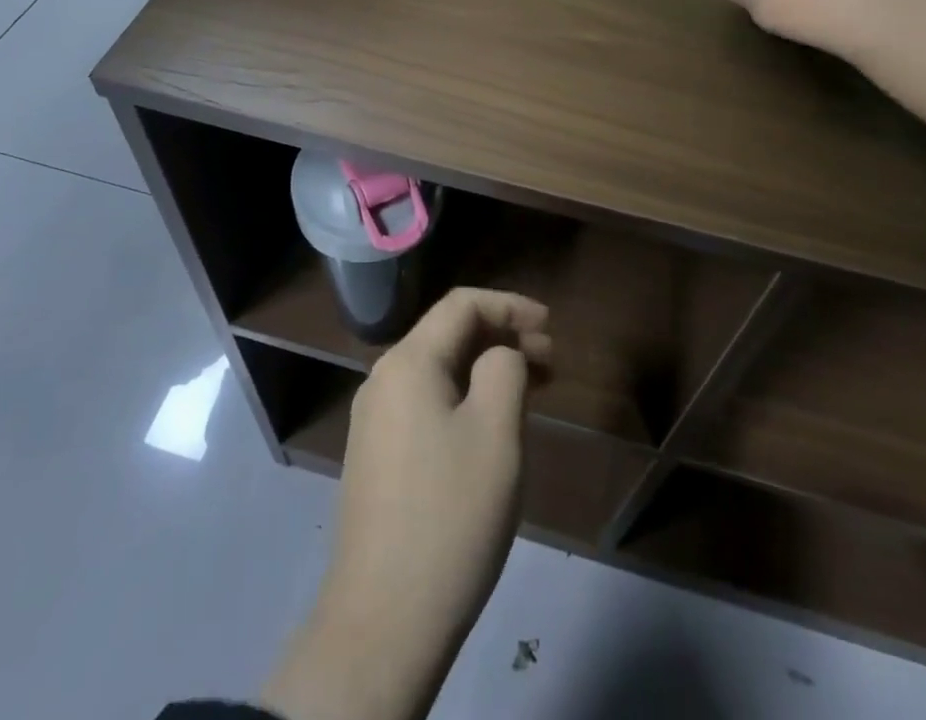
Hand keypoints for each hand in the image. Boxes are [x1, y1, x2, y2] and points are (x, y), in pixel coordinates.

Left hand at [263, 289, 550, 719]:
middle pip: (448, 335)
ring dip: (486, 369)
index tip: (550, 327)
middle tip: (551, 362)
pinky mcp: (377, 456)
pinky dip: (465, 397)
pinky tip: (492, 426)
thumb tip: (499, 356)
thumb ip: (505, 369)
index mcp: (408, 361)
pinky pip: (427, 403)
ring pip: (439, 371)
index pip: (462, 304)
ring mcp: (375, 420)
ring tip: (532, 391)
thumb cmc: (450, 514)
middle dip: (502, 337)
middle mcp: (383, 379)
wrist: (383, 621)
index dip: (510, 306)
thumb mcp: (496, 431)